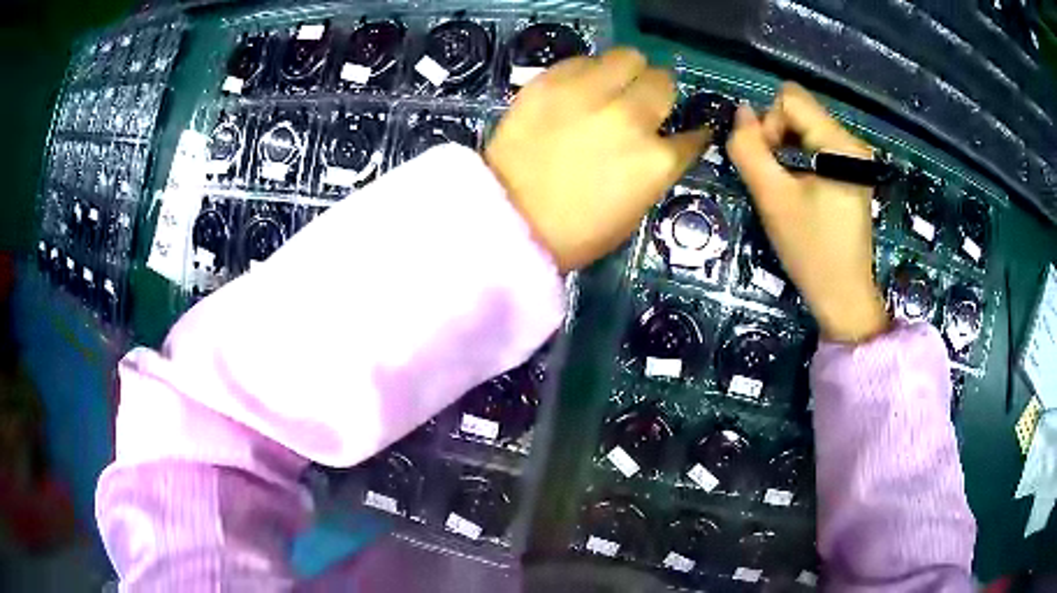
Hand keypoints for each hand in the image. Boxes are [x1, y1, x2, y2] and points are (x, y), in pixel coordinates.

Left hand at [485, 48, 708, 271]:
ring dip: (626, 72)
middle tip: (641, 102)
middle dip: (658, 92)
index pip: (692, 135)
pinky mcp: (551, 83)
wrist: (510, 221)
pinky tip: (577, 90)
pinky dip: (587, 72)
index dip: (690, 134)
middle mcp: (631, 118)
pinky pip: (582, 60)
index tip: (683, 132)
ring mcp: (589, 95)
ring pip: (627, 57)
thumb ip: (654, 170)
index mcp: (656, 161)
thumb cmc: (576, 231)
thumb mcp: (634, 211)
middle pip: (663, 81)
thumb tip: (660, 146)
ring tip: (611, 87)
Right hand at [727, 83, 889, 342]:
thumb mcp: (772, 199)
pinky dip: (798, 158)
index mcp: (840, 145)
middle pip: (798, 110)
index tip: (771, 165)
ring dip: (785, 149)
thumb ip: (748, 149)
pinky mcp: (852, 171)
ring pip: (804, 127)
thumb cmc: (811, 252)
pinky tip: (799, 187)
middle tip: (777, 179)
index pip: (790, 99)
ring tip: (786, 187)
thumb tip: (741, 111)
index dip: (769, 124)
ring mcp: (855, 157)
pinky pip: (815, 144)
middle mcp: (852, 142)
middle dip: (777, 136)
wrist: (843, 296)